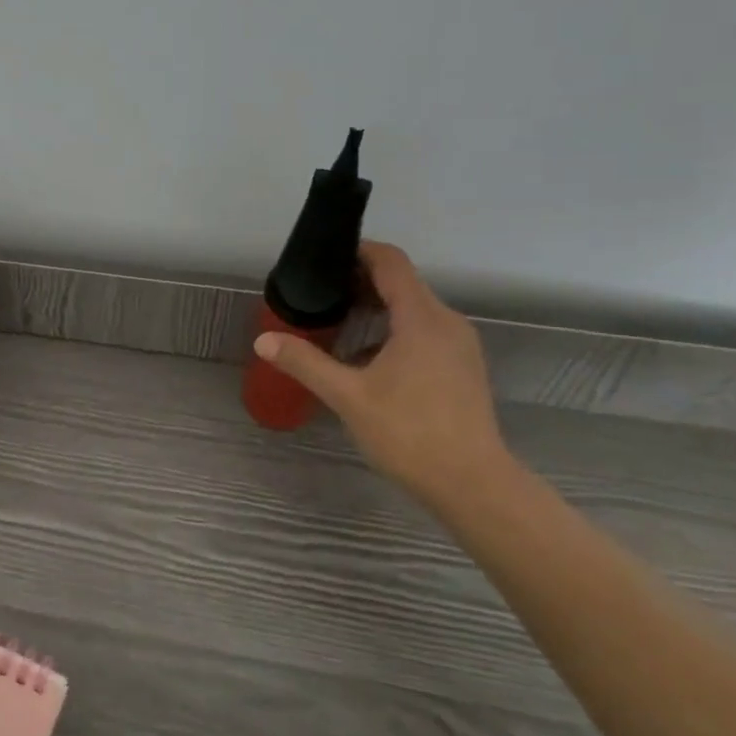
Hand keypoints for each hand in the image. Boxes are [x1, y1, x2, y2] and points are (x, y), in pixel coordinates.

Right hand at [254, 241, 515, 507]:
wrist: (472, 485)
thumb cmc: (409, 433)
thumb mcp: (348, 396)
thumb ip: (305, 362)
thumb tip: (263, 340)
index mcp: (421, 318)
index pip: (391, 262)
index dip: (358, 251)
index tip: (324, 258)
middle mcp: (446, 322)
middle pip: (402, 283)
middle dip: (360, 282)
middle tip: (319, 295)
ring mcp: (459, 346)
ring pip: (413, 310)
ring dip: (376, 309)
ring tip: (336, 325)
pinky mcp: (462, 367)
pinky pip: (424, 332)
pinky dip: (393, 331)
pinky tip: (366, 360)